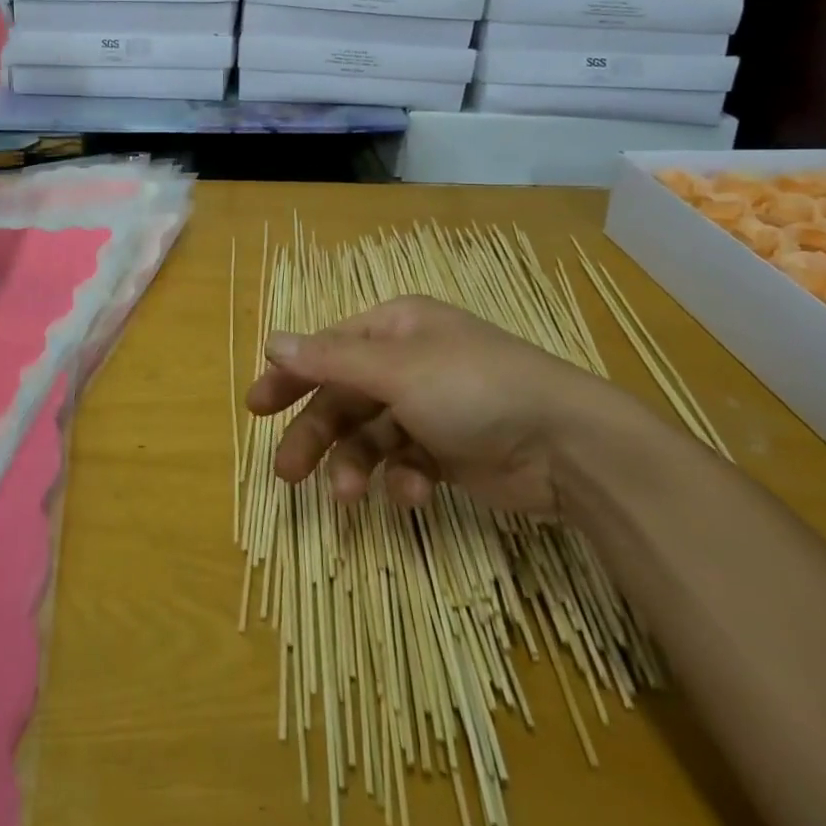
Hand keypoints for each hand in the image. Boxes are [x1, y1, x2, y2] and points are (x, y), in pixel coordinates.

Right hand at [244, 295, 635, 516]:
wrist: (569, 446)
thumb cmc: (475, 389)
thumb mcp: (397, 370)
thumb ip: (331, 360)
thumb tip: (272, 340)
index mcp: (396, 329)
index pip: (328, 349)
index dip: (291, 376)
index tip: (256, 407)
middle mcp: (408, 362)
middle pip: (344, 397)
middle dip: (316, 433)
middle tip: (287, 472)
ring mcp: (429, 408)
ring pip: (371, 436)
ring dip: (356, 465)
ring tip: (347, 496)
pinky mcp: (449, 450)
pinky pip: (407, 461)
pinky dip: (403, 479)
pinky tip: (415, 493)